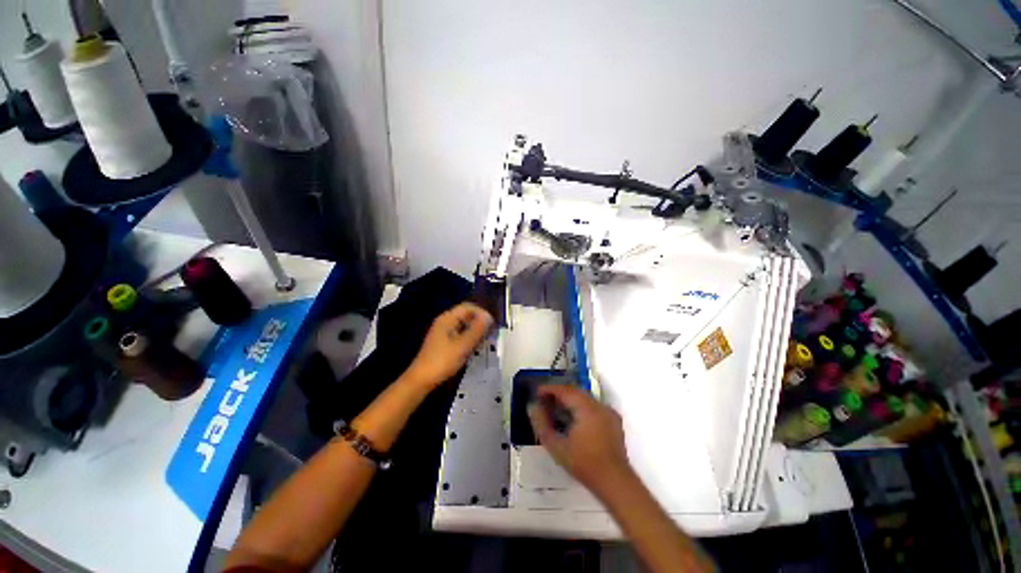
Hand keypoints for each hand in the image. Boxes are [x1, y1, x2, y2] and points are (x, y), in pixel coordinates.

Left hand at [405, 302, 492, 389]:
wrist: (421, 380)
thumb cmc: (442, 361)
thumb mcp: (463, 345)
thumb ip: (477, 330)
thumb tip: (489, 316)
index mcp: (447, 319)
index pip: (468, 307)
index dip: (481, 312)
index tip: (492, 324)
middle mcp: (445, 322)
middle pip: (466, 315)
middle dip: (479, 321)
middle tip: (491, 333)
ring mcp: (444, 332)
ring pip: (464, 325)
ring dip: (475, 330)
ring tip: (485, 340)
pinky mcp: (444, 342)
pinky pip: (460, 334)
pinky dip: (469, 337)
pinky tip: (475, 347)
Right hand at [528, 385, 632, 493]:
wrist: (615, 482)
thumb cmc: (584, 464)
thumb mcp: (557, 446)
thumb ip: (542, 425)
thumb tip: (533, 407)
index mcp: (586, 408)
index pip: (565, 390)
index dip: (549, 389)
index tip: (537, 392)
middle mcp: (599, 405)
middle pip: (575, 391)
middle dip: (559, 393)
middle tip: (544, 400)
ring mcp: (608, 412)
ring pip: (585, 398)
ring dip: (570, 399)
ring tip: (556, 407)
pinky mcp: (614, 420)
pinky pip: (593, 406)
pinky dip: (581, 406)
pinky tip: (574, 417)